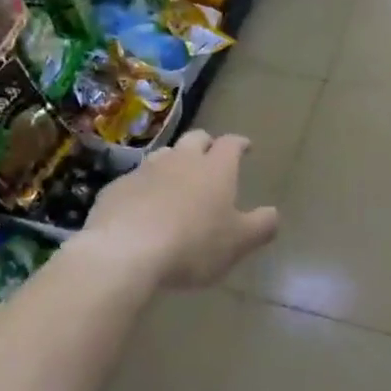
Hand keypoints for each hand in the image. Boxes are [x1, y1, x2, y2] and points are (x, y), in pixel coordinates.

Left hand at [78, 129, 279, 287]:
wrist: (125, 251)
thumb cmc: (193, 244)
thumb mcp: (238, 242)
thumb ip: (261, 226)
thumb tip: (273, 213)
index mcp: (215, 169)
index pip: (231, 144)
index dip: (239, 144)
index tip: (245, 147)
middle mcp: (181, 160)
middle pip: (195, 139)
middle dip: (206, 144)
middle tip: (211, 157)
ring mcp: (145, 171)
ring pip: (163, 155)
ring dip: (173, 162)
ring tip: (176, 179)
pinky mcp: (116, 188)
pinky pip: (135, 181)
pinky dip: (144, 187)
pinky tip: (143, 206)